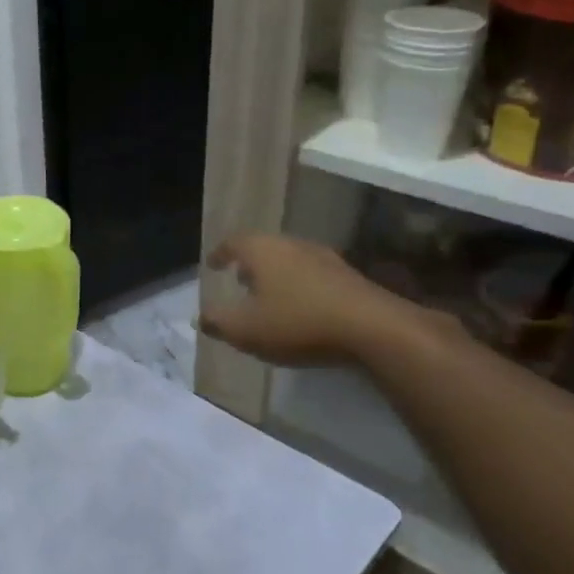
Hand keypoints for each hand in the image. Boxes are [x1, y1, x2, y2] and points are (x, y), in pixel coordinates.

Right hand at [199, 232, 414, 365]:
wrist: (373, 329)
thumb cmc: (297, 323)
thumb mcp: (246, 330)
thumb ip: (218, 322)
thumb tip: (200, 317)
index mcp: (262, 250)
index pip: (233, 243)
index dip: (220, 254)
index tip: (212, 265)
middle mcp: (292, 245)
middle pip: (263, 247)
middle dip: (249, 263)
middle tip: (239, 279)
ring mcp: (324, 258)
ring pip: (290, 260)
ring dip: (276, 274)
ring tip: (269, 295)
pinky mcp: (349, 277)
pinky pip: (313, 275)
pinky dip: (300, 286)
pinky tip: (302, 307)